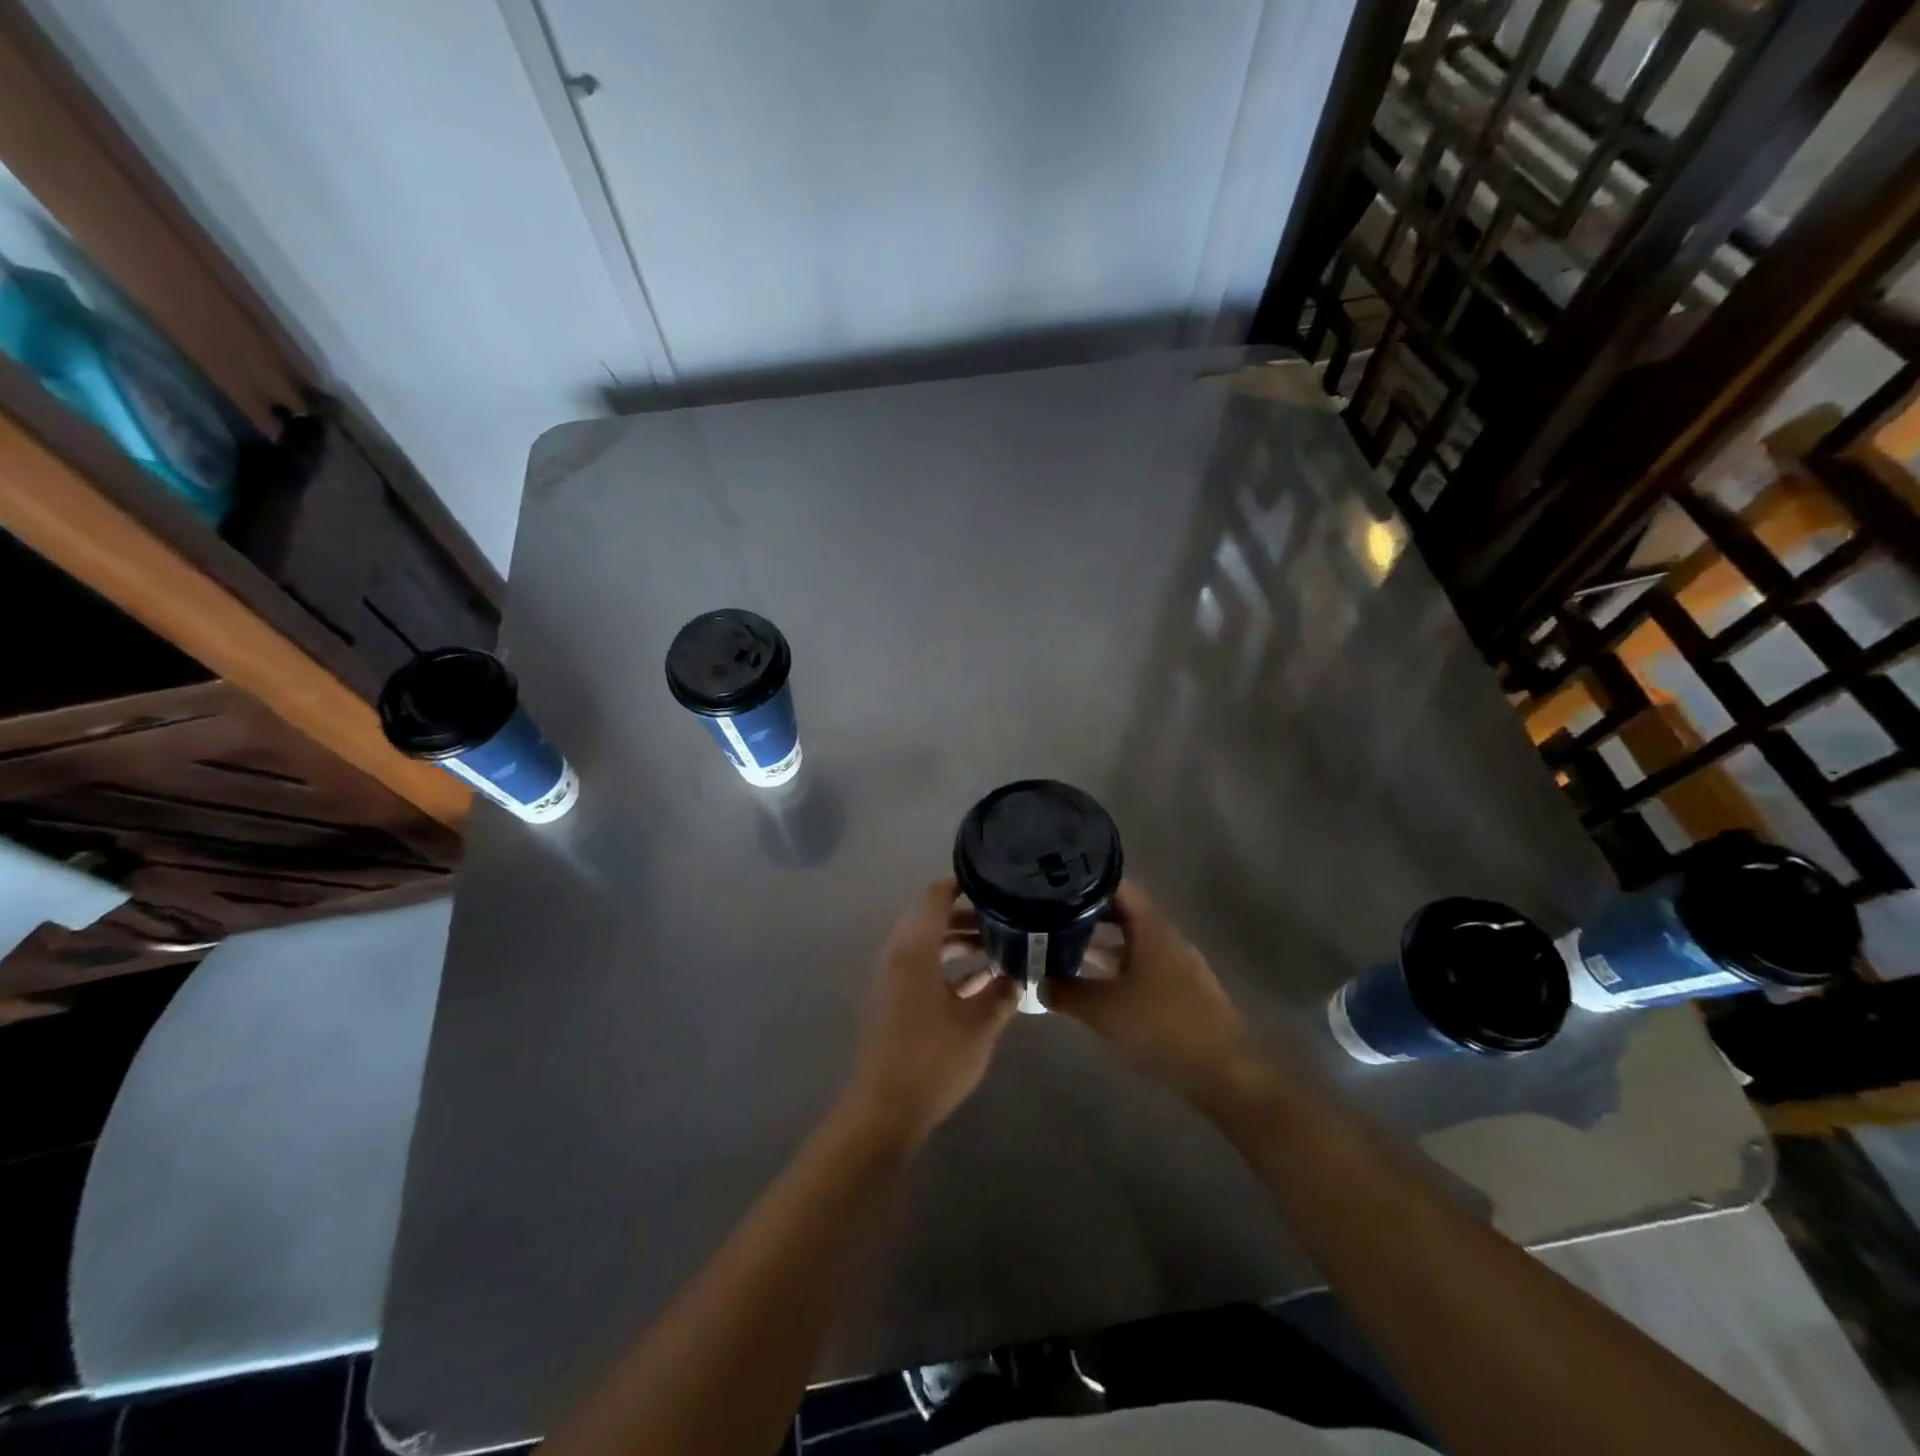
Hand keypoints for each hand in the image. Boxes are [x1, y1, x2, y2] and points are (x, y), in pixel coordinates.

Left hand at [843, 879, 1018, 1147]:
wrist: (884, 1111)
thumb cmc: (932, 1060)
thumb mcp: (979, 1026)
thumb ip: (1001, 994)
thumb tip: (1019, 976)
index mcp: (914, 950)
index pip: (935, 897)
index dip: (962, 884)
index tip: (994, 882)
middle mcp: (898, 955)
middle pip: (931, 919)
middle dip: (967, 916)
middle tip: (1005, 918)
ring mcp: (891, 979)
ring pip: (927, 945)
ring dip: (958, 943)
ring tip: (998, 948)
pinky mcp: (891, 1001)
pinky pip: (921, 968)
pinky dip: (947, 967)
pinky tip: (981, 983)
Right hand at [1043, 881, 1264, 1111]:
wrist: (1224, 1072)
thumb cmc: (1161, 1026)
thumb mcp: (1102, 1009)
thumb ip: (1065, 992)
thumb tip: (1039, 982)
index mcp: (1150, 927)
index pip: (1118, 885)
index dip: (1086, 879)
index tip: (1055, 883)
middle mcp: (1165, 936)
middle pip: (1123, 912)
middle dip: (1087, 914)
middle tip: (1050, 917)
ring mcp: (1176, 964)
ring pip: (1131, 942)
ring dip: (1100, 944)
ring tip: (1063, 949)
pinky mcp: (1180, 991)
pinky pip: (1141, 966)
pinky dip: (1116, 968)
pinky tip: (1095, 986)